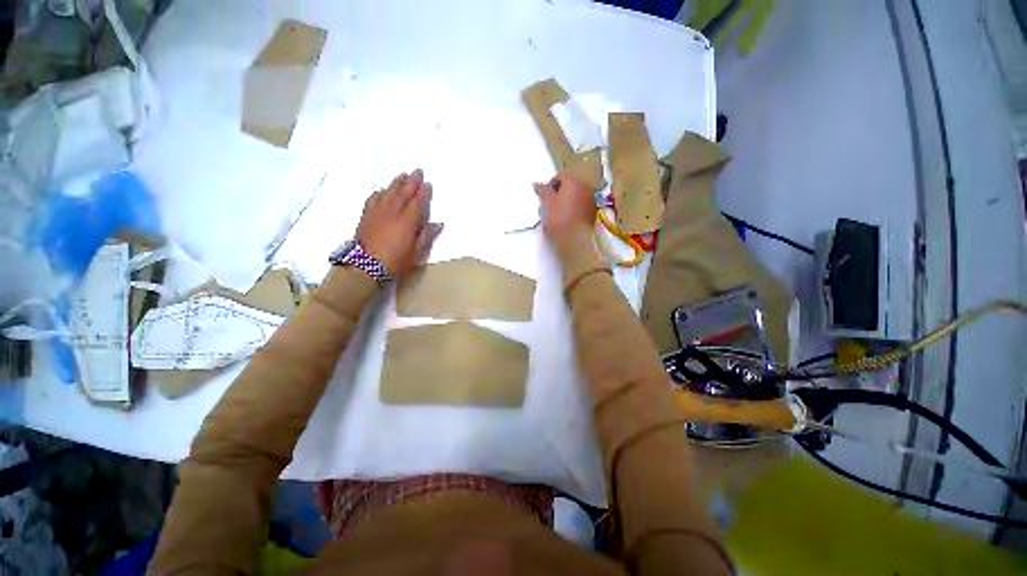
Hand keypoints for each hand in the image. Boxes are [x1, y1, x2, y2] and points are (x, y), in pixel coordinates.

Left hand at [356, 169, 442, 276]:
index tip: (428, 183)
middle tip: (417, 170)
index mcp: (407, 221)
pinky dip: (380, 192)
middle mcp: (393, 212)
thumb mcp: (416, 253)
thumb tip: (438, 224)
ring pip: (388, 192)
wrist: (365, 266)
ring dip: (396, 183)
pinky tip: (382, 190)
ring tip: (402, 175)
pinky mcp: (366, 215)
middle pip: (403, 193)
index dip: (423, 192)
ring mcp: (378, 212)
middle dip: (411, 181)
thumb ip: (426, 236)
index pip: (417, 202)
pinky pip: (373, 198)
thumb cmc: (395, 262)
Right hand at [533, 172, 596, 242]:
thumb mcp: (547, 204)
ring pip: (577, 196)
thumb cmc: (559, 219)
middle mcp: (586, 187)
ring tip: (558, 212)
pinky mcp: (593, 213)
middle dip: (560, 192)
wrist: (573, 239)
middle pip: (570, 185)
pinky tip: (567, 219)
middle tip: (550, 203)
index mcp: (574, 181)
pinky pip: (582, 206)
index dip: (550, 186)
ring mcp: (591, 200)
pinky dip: (574, 209)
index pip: (560, 177)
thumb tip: (537, 185)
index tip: (544, 196)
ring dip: (568, 201)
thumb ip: (543, 192)